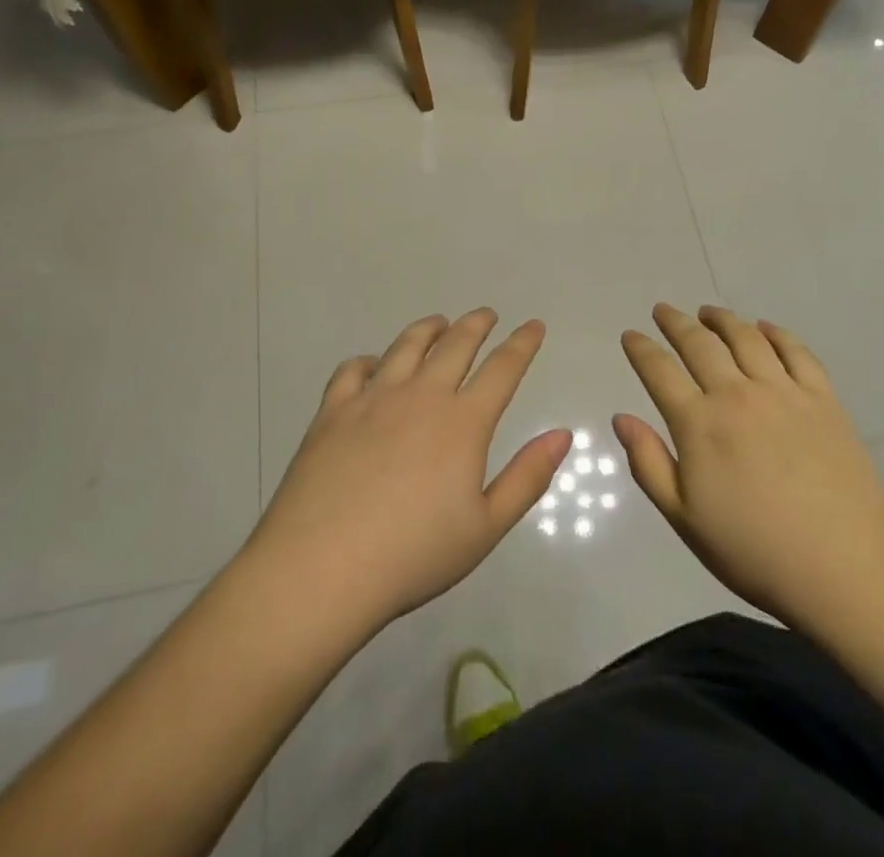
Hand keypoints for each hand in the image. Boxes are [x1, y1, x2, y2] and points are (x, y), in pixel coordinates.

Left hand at [245, 311, 570, 638]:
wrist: (321, 569)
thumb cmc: (412, 555)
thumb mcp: (485, 527)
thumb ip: (527, 477)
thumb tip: (563, 434)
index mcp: (463, 422)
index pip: (503, 368)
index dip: (522, 343)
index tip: (534, 325)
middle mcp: (421, 396)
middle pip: (456, 344)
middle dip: (477, 324)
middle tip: (487, 315)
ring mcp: (373, 399)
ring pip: (406, 346)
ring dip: (428, 329)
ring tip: (439, 323)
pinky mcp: (333, 412)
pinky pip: (353, 370)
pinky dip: (369, 360)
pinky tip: (373, 365)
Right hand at [614, 305, 883, 632]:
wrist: (844, 568)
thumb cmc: (754, 551)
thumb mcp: (685, 519)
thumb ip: (649, 464)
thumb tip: (622, 418)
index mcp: (699, 424)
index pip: (659, 371)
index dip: (641, 349)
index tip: (631, 335)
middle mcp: (737, 394)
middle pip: (699, 344)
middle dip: (676, 323)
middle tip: (664, 310)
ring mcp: (783, 392)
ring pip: (746, 338)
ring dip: (722, 319)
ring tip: (709, 312)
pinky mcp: (822, 398)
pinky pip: (796, 351)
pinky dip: (776, 333)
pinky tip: (765, 328)